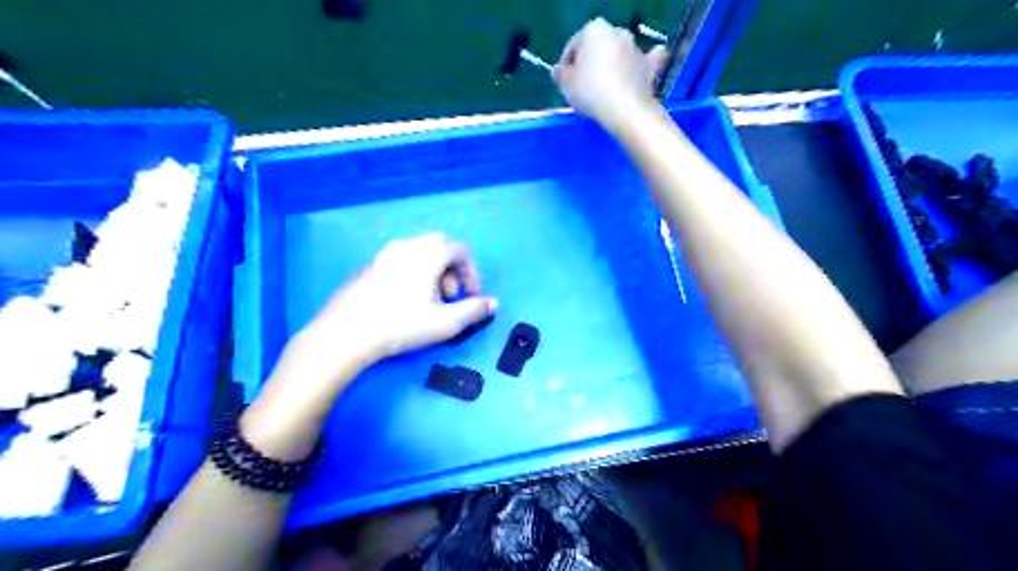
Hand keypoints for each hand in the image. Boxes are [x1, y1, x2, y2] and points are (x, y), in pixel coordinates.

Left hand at [304, 232, 500, 363]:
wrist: (345, 333)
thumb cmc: (400, 325)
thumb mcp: (446, 323)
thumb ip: (475, 310)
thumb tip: (493, 303)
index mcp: (428, 254)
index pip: (461, 249)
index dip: (472, 271)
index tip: (471, 296)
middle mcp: (407, 245)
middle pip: (440, 245)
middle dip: (452, 269)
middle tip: (449, 296)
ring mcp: (384, 254)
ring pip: (419, 252)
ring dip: (433, 271)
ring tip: (428, 300)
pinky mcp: (369, 266)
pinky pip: (400, 260)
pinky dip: (412, 272)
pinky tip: (403, 300)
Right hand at [557, 18, 669, 129]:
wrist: (625, 110)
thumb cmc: (590, 92)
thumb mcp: (566, 84)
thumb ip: (560, 74)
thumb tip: (559, 70)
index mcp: (594, 30)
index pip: (574, 46)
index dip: (567, 64)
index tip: (564, 82)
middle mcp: (617, 32)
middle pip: (597, 48)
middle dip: (590, 63)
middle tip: (583, 86)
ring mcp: (636, 48)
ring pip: (618, 55)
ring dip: (611, 66)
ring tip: (603, 89)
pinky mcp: (649, 65)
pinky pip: (644, 63)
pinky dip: (641, 66)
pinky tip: (639, 71)